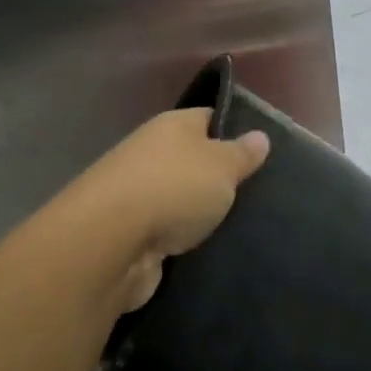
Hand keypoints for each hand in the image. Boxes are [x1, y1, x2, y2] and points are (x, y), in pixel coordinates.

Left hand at [62, 108, 269, 312]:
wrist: (110, 243)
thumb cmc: (174, 188)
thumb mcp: (222, 166)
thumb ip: (242, 153)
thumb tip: (260, 135)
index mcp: (172, 126)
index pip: (208, 119)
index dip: (234, 132)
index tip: (260, 153)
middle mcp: (151, 153)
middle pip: (193, 161)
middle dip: (219, 177)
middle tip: (258, 195)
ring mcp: (137, 195)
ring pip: (179, 199)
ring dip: (200, 213)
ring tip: (240, 227)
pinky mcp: (130, 234)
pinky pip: (166, 232)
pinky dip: (183, 241)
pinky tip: (209, 250)